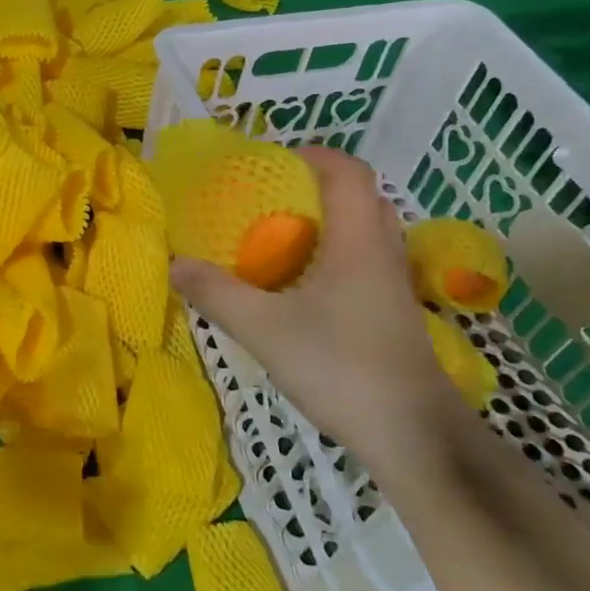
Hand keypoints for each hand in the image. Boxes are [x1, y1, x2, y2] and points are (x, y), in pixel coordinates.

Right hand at [169, 145, 469, 480]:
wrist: (413, 436)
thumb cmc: (340, 367)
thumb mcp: (264, 329)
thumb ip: (217, 293)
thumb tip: (176, 263)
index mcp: (358, 241)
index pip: (348, 172)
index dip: (313, 155)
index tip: (272, 162)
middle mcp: (383, 252)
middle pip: (360, 197)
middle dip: (316, 188)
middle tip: (271, 200)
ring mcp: (393, 284)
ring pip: (366, 231)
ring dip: (328, 222)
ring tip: (281, 238)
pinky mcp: (393, 313)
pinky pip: (365, 261)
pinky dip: (335, 254)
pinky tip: (302, 287)